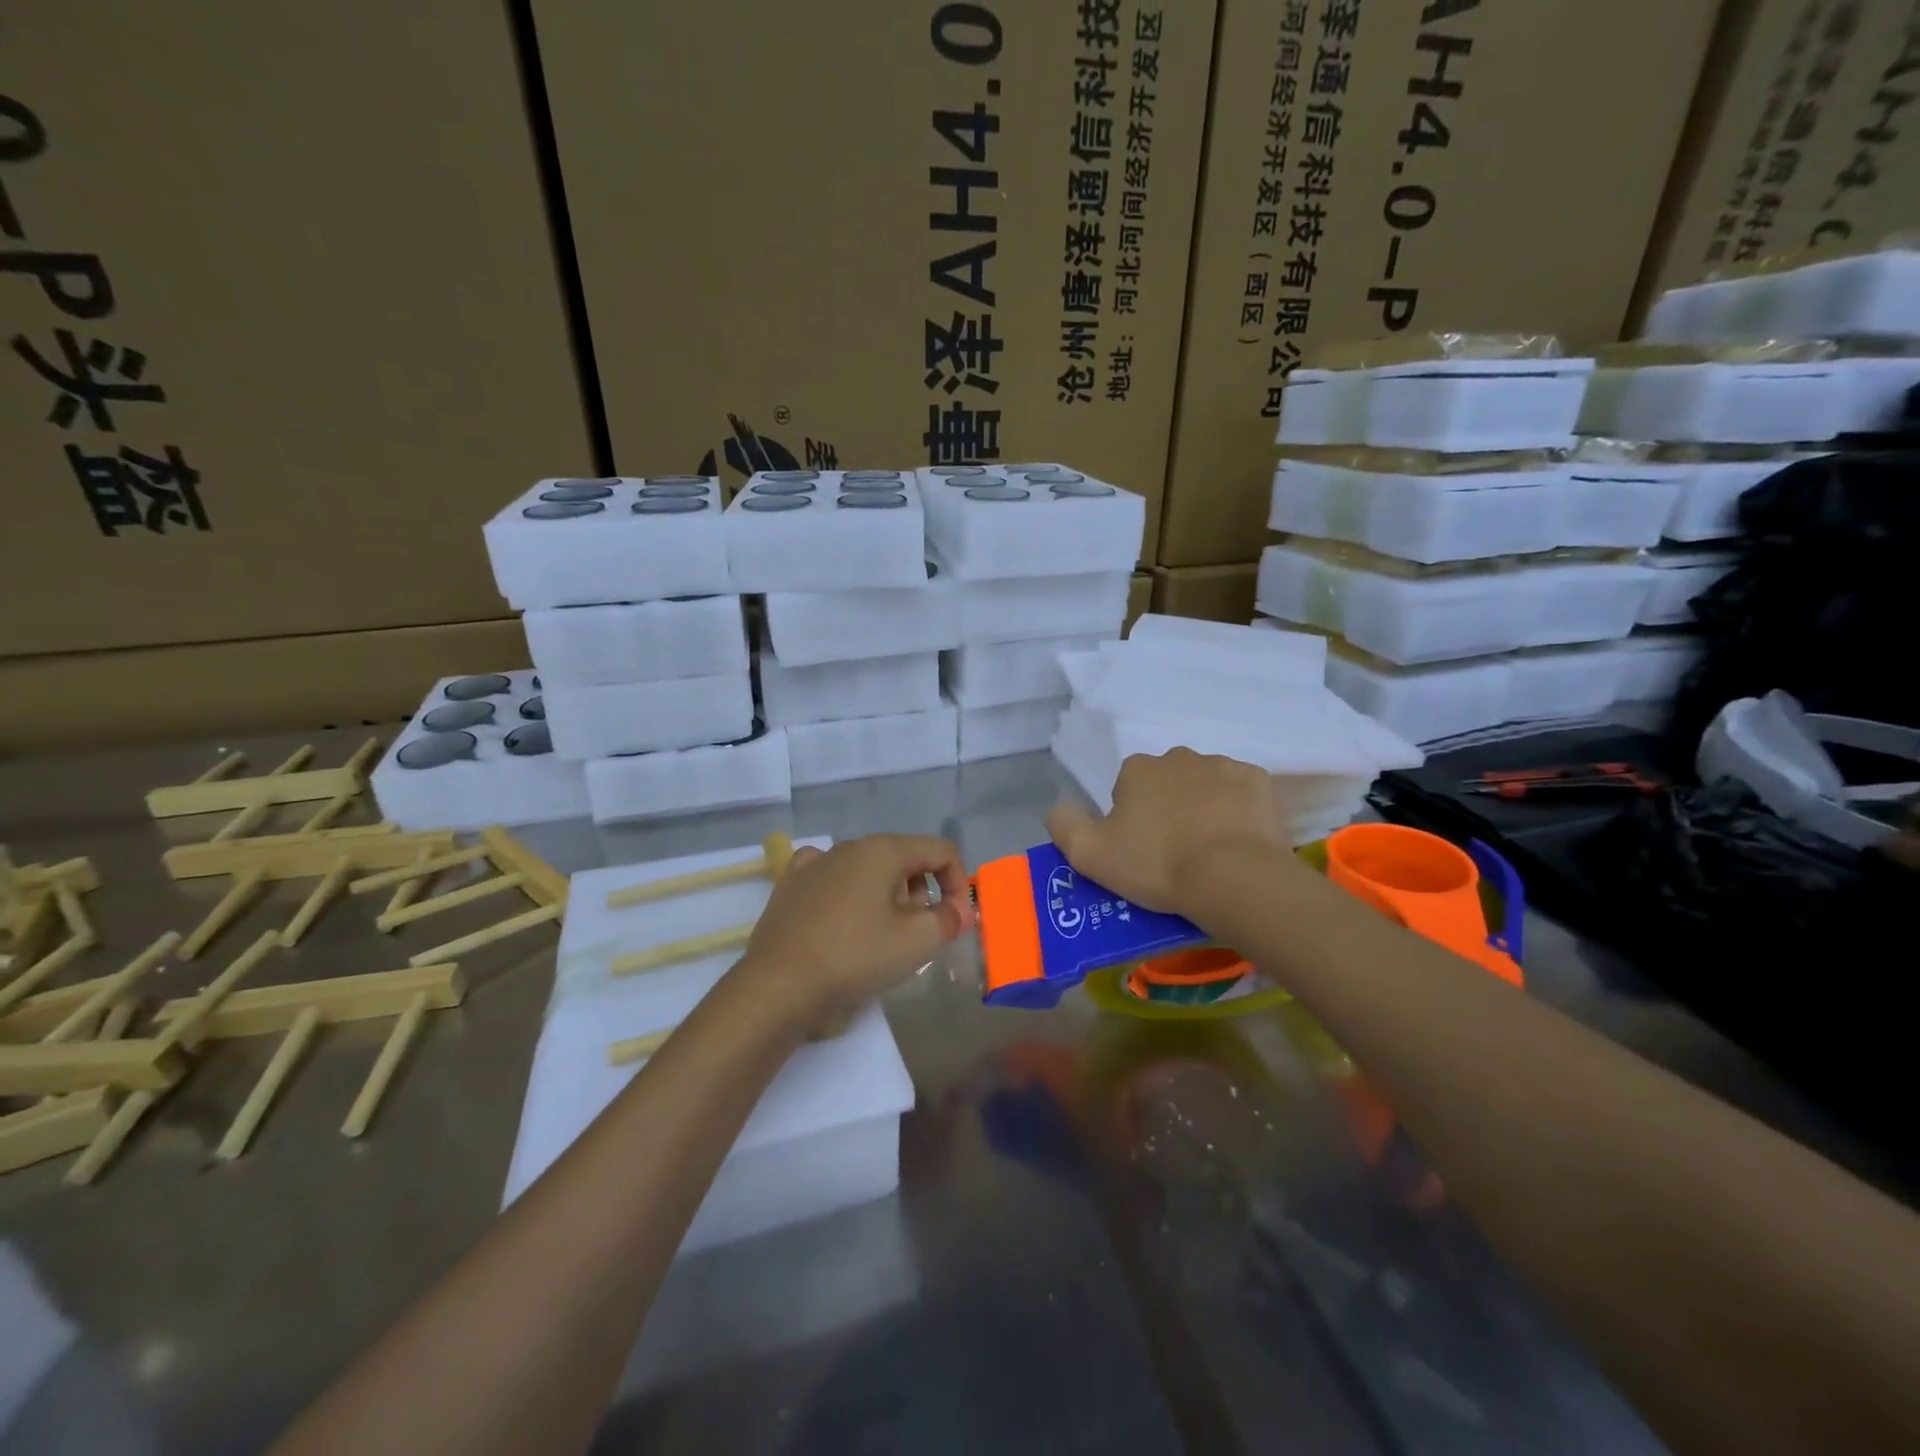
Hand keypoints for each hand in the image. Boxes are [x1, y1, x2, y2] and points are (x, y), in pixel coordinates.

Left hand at [736, 835, 972, 1024]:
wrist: (779, 985)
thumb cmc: (855, 957)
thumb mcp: (916, 942)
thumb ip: (948, 919)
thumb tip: (958, 910)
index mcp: (883, 850)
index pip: (940, 852)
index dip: (959, 884)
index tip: (956, 922)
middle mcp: (849, 846)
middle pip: (904, 860)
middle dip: (922, 893)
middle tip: (919, 934)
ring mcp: (815, 863)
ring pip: (868, 870)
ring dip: (887, 896)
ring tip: (882, 935)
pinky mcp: (790, 885)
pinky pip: (832, 879)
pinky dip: (848, 893)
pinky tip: (843, 916)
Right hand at [1046, 749, 1294, 914]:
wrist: (1233, 879)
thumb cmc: (1157, 864)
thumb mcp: (1089, 854)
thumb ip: (1063, 824)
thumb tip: (1058, 807)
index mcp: (1138, 768)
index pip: (1128, 788)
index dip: (1132, 819)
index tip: (1141, 850)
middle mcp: (1179, 756)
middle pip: (1168, 782)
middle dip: (1170, 808)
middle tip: (1175, 852)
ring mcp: (1224, 765)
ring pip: (1206, 786)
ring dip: (1205, 808)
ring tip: (1210, 851)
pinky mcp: (1260, 782)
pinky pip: (1242, 794)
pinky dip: (1239, 812)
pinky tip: (1239, 842)